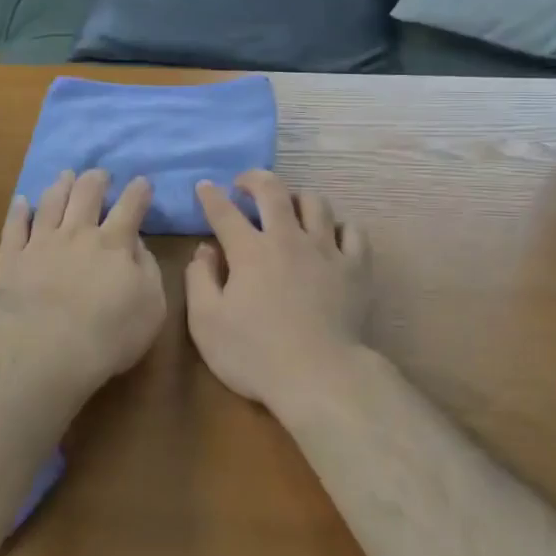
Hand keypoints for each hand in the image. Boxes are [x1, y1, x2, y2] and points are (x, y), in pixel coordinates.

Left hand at [0, 169, 166, 395]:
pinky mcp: (12, 258)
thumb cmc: (110, 334)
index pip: (131, 206)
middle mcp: (78, 233)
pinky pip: (14, 226)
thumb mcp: (152, 306)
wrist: (47, 350)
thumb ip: (148, 269)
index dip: (138, 191)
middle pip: (87, 193)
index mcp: (114, 243)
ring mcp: (41, 243)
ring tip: (66, 176)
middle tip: (100, 175)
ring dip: (61, 185)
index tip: (141, 183)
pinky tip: (22, 201)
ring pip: (51, 202)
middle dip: (96, 179)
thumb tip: (137, 244)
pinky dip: (19, 210)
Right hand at [186, 170, 372, 416]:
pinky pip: (353, 231)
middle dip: (255, 179)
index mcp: (250, 251)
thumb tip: (205, 250)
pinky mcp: (356, 268)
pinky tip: (331, 234)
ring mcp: (326, 250)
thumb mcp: (206, 323)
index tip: (204, 186)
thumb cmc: (255, 354)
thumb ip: (200, 280)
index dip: (211, 196)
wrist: (320, 377)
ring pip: (316, 203)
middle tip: (244, 183)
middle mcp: (288, 239)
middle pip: (273, 191)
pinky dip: (339, 226)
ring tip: (289, 206)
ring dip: (297, 197)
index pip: (225, 212)